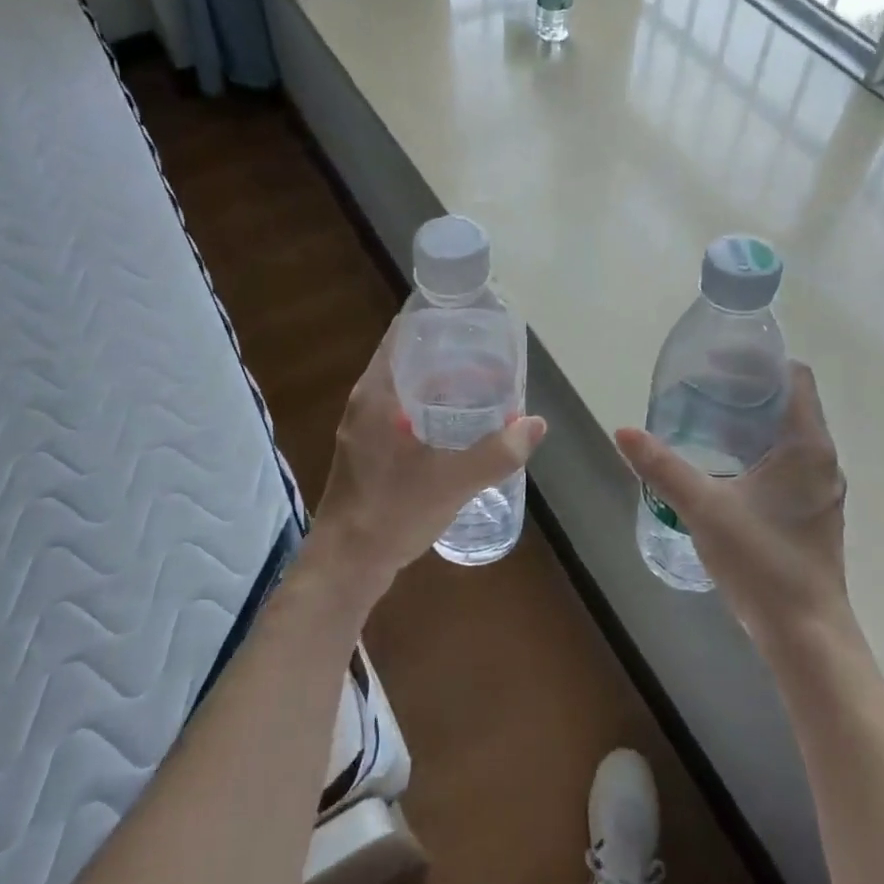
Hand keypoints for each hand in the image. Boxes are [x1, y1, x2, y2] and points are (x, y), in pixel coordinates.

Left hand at [307, 319, 545, 603]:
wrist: (347, 564)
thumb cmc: (393, 512)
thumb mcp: (452, 481)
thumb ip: (498, 453)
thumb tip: (536, 424)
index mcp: (376, 394)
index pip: (402, 336)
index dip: (435, 321)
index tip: (471, 318)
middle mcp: (365, 403)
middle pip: (407, 360)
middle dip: (447, 354)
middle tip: (489, 354)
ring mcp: (363, 429)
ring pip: (405, 390)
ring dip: (439, 384)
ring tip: (482, 385)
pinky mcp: (367, 452)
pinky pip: (401, 414)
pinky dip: (429, 410)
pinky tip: (458, 427)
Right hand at [615, 362, 847, 649]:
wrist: (805, 633)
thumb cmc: (762, 561)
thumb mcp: (704, 508)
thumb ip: (663, 468)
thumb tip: (623, 431)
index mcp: (806, 447)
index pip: (795, 378)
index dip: (760, 361)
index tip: (719, 360)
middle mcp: (821, 460)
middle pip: (789, 404)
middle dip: (746, 391)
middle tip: (700, 388)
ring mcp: (819, 488)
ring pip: (786, 436)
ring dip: (750, 423)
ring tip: (704, 421)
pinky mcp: (811, 512)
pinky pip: (786, 463)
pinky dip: (756, 451)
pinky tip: (722, 466)